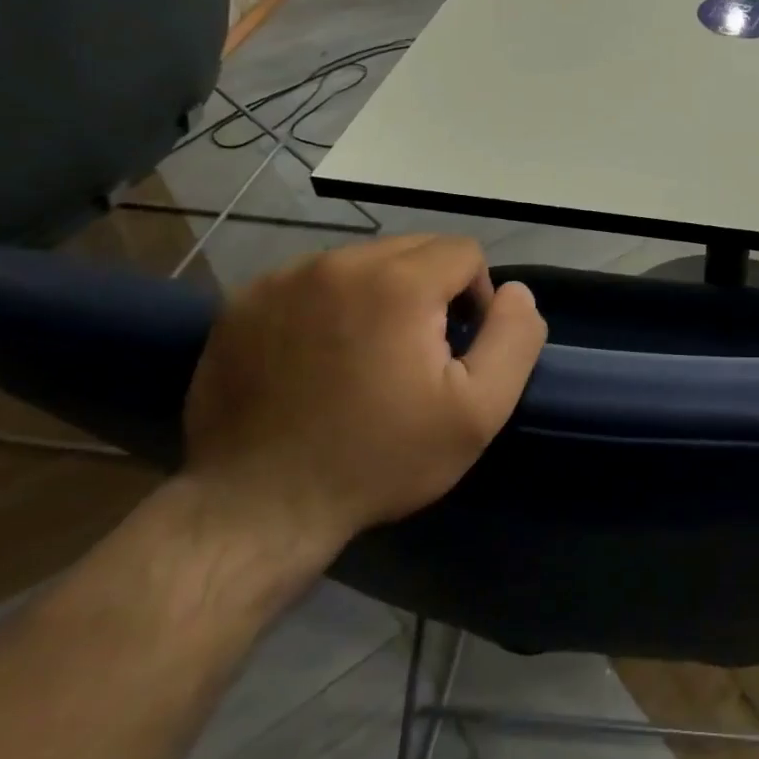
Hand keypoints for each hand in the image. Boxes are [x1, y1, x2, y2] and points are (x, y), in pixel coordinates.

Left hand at [180, 235, 546, 559]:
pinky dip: (329, 304)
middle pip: (413, 249)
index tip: (458, 348)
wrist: (257, 510)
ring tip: (368, 355)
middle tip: (416, 353)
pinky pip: (311, 281)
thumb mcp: (479, 411)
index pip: (463, 252)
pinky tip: (320, 356)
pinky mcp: (243, 303)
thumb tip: (516, 292)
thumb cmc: (381, 459)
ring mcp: (282, 280)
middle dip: (430, 289)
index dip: (476, 296)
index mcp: (397, 283)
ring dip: (380, 293)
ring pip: (362, 261)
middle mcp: (337, 263)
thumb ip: (514, 338)